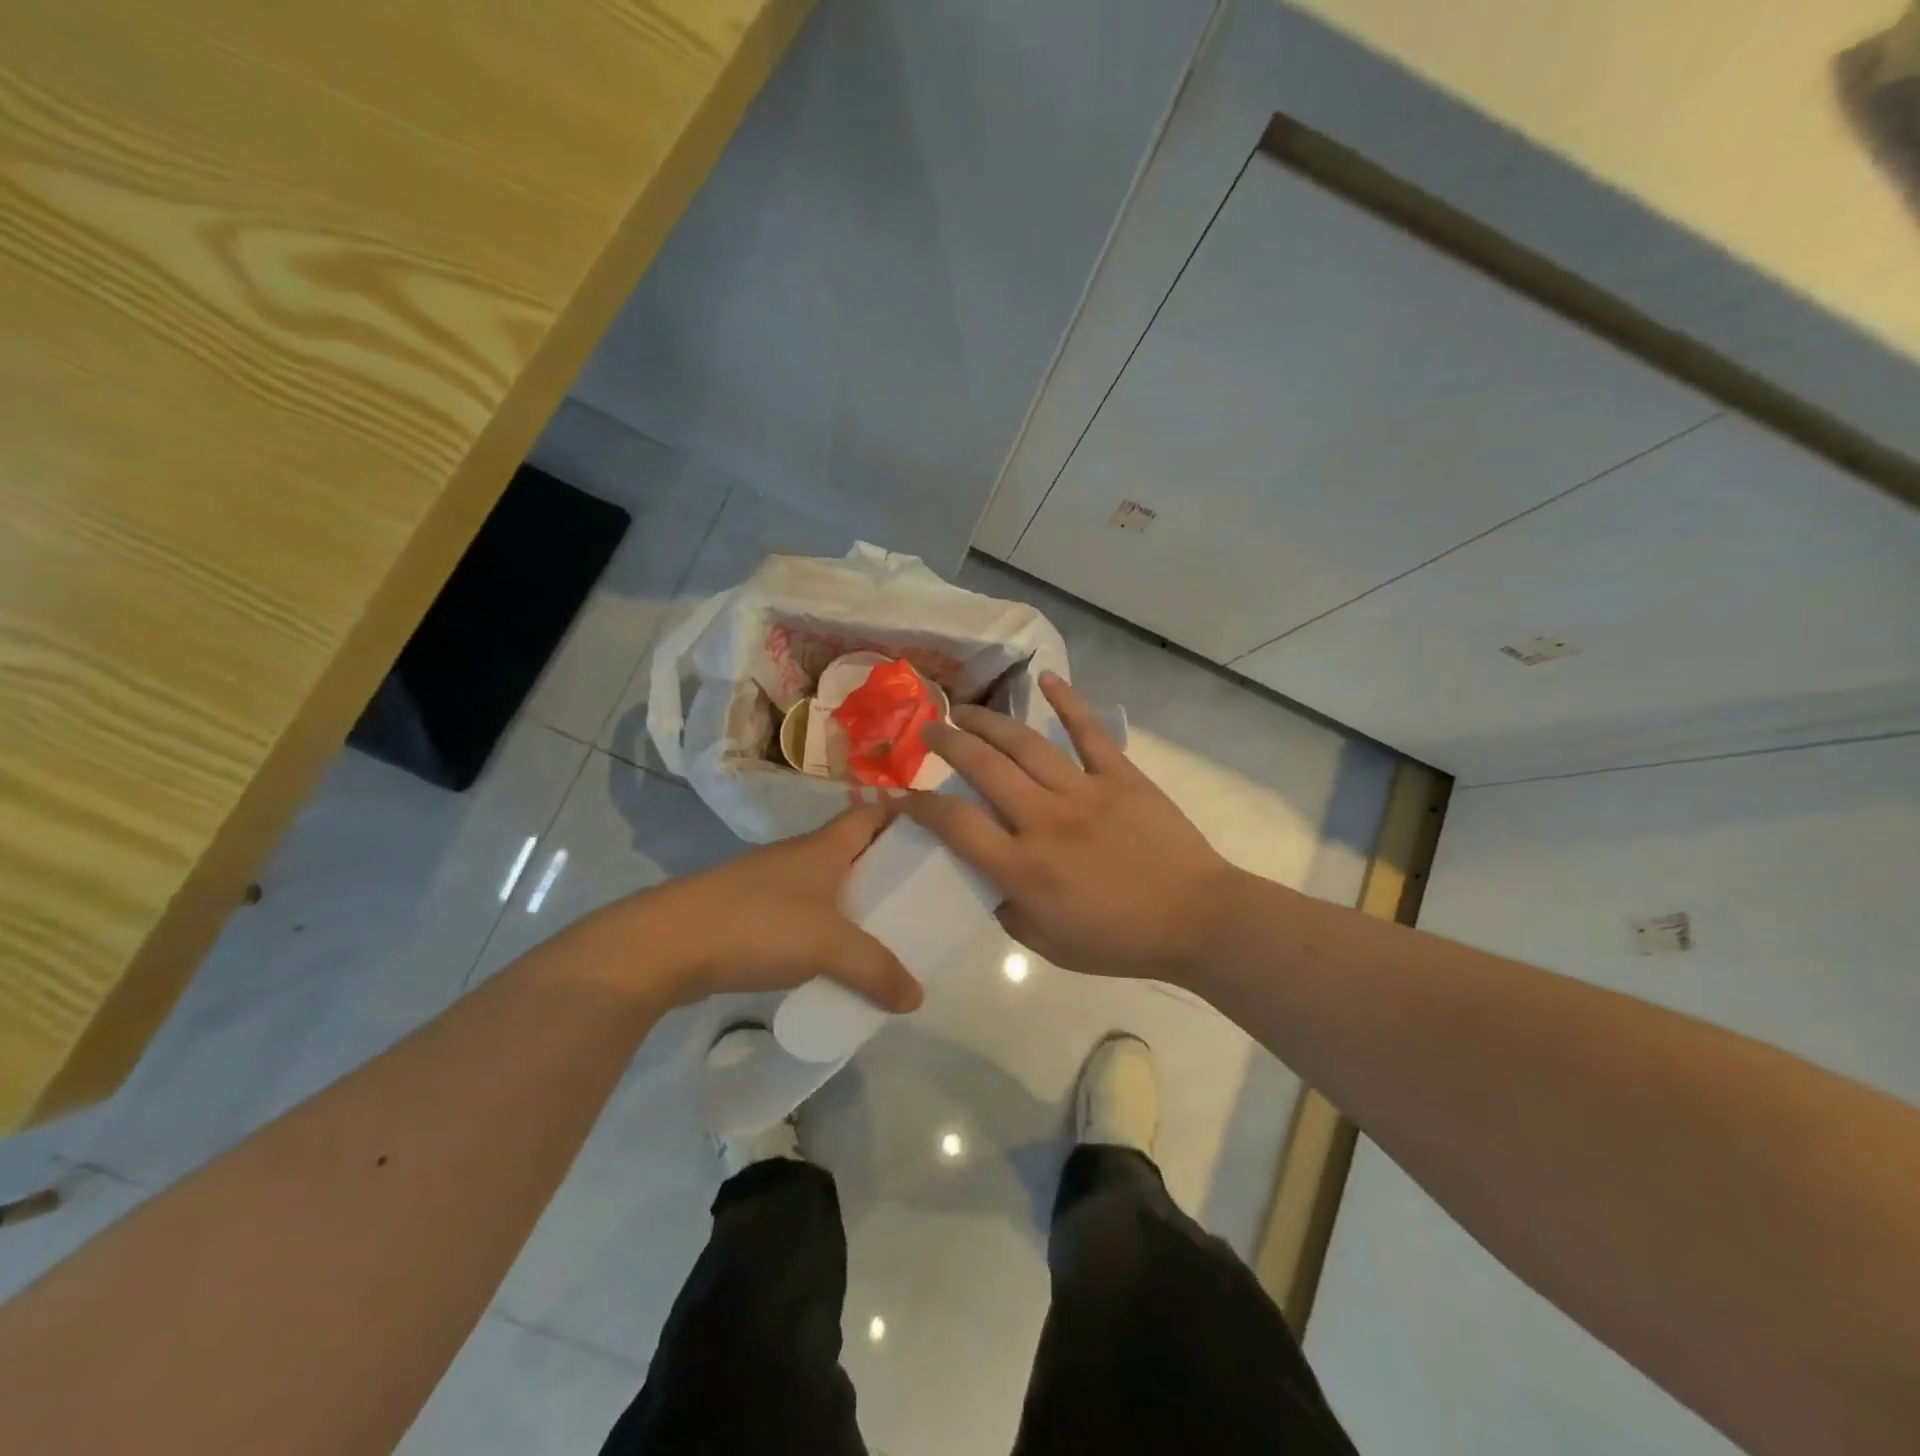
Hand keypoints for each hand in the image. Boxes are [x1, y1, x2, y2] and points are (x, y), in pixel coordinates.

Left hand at [550, 807, 924, 1012]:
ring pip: (827, 887)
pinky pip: (802, 917)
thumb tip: (917, 998)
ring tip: (887, 935)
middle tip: (923, 898)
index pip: (874, 813)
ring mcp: (770, 885)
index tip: (939, 837)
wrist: (666, 946)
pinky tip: (835, 963)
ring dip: (855, 905)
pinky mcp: (748, 915)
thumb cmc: (758, 924)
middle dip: (888, 870)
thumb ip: (877, 970)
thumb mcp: (829, 946)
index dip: (907, 817)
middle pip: (854, 851)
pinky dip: (824, 932)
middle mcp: (800, 857)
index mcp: (825, 847)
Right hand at [903, 672, 1242, 987]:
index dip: (919, 805)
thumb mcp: (1049, 946)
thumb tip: (992, 880)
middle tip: (928, 730)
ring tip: (966, 711)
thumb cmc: (1120, 940)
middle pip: (983, 768)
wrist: (1196, 920)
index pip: (955, 824)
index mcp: (1023, 867)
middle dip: (947, 744)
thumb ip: (1009, 911)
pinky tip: (1045, 679)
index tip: (899, 793)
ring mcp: (1084, 791)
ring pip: (1025, 744)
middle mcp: (1044, 819)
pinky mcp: (1120, 775)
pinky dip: (1067, 702)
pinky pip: (1089, 731)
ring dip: (989, 723)